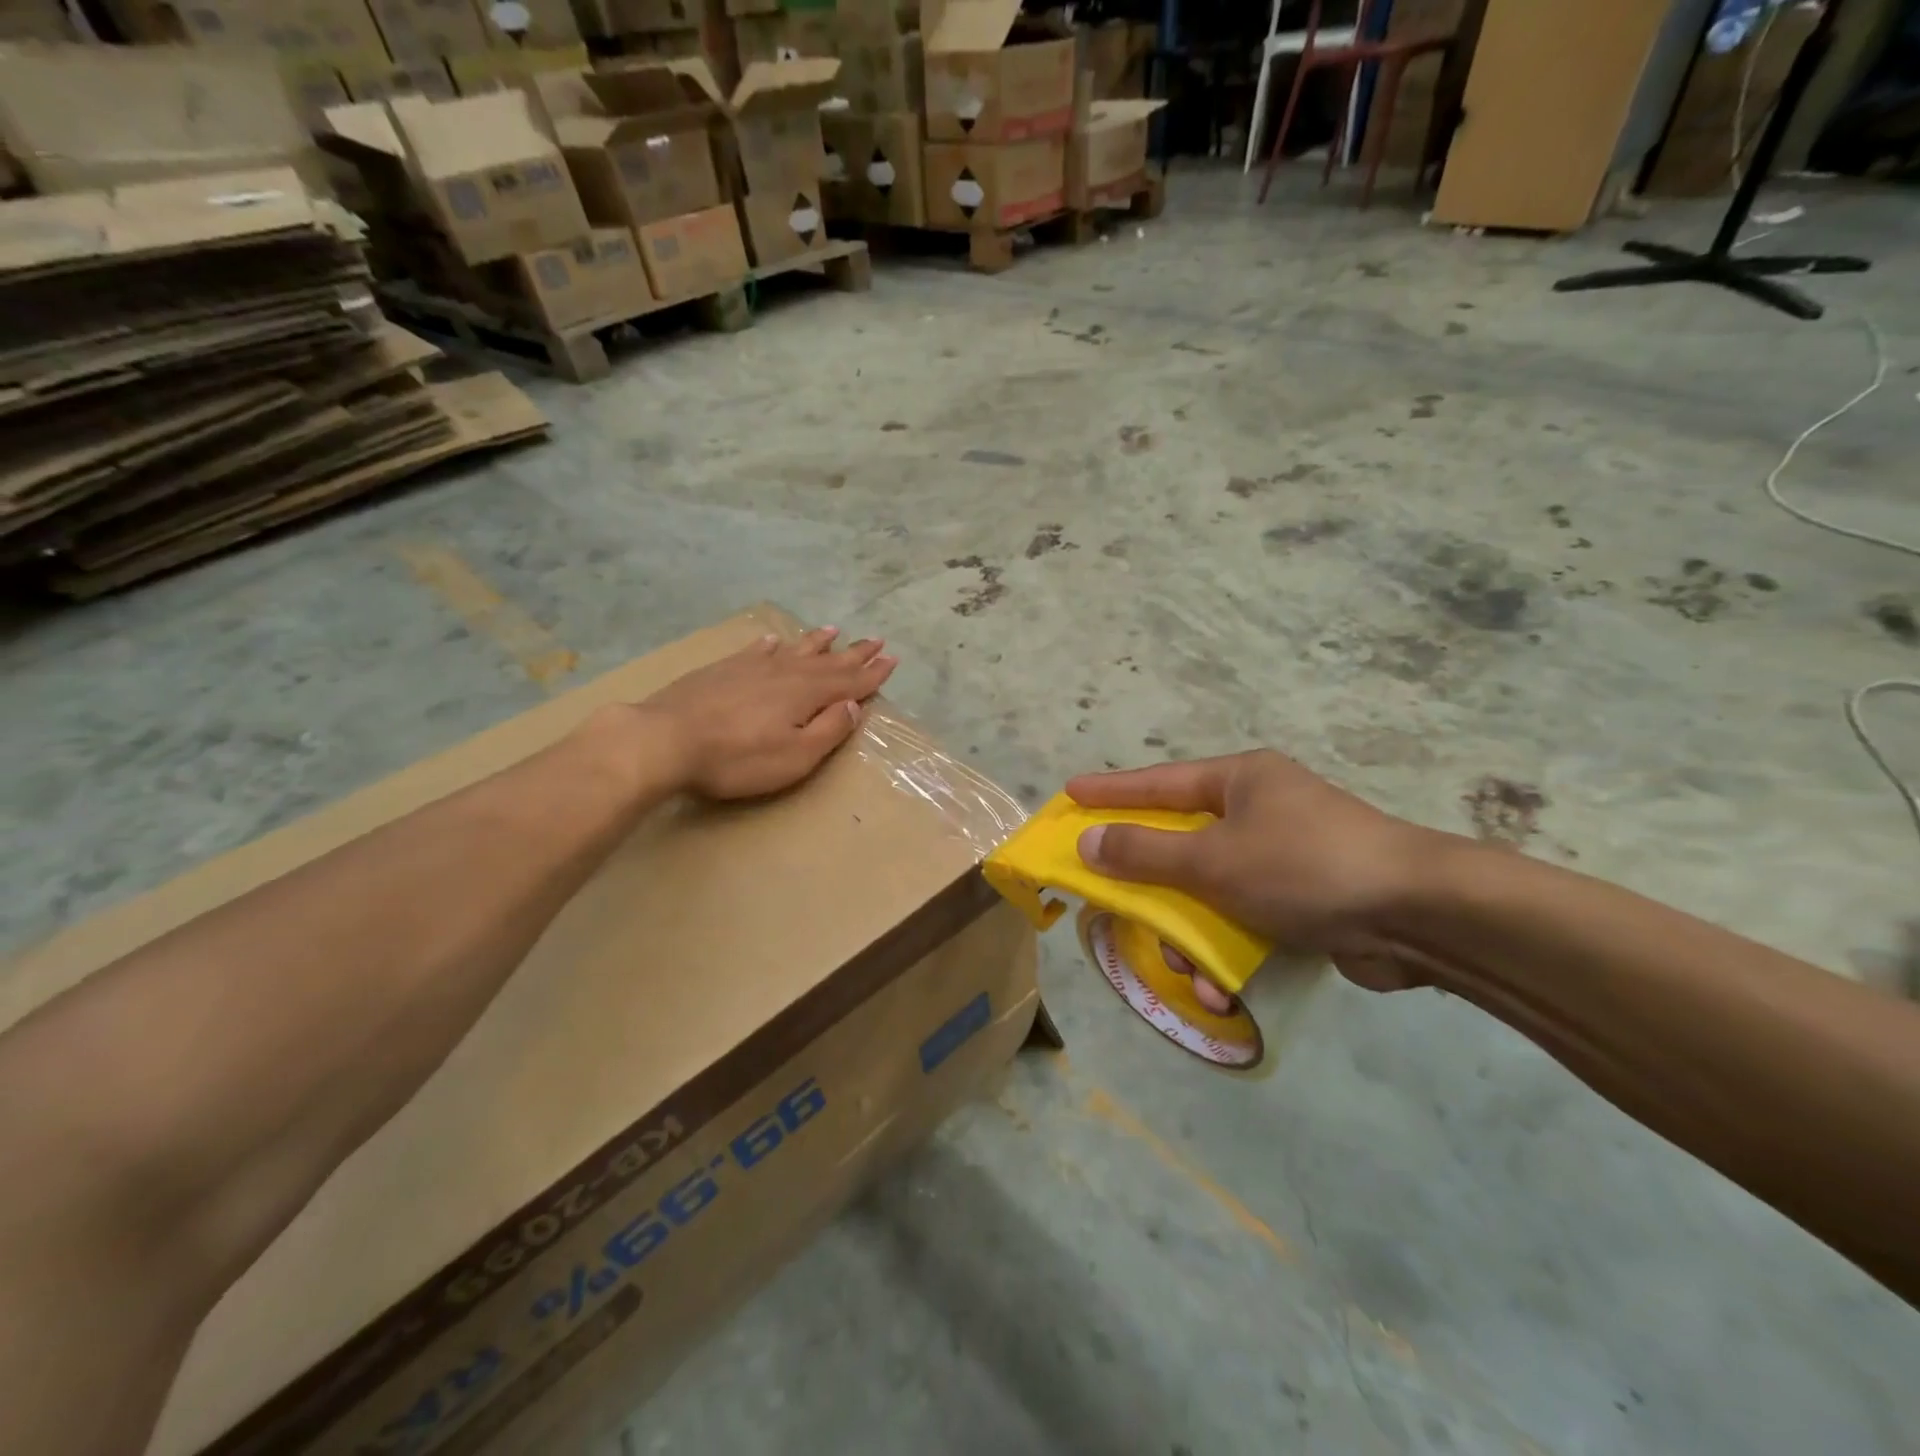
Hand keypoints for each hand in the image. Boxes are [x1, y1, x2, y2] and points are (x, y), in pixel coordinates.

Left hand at [639, 626, 897, 799]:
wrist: (666, 739)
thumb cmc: (737, 758)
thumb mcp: (795, 756)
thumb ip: (828, 730)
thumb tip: (852, 705)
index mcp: (806, 695)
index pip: (849, 682)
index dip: (872, 674)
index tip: (892, 660)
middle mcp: (785, 673)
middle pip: (827, 661)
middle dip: (854, 653)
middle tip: (876, 640)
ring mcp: (751, 668)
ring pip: (793, 650)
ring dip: (816, 642)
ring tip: (834, 630)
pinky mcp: (722, 670)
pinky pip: (755, 651)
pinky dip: (769, 646)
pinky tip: (773, 641)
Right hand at [1066, 752, 1450, 992]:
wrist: (1421, 915)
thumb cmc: (1304, 867)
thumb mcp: (1213, 860)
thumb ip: (1145, 853)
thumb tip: (1088, 841)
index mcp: (1240, 781)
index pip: (1158, 782)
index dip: (1110, 791)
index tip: (1070, 793)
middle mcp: (1260, 811)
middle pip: (1182, 843)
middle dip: (1152, 886)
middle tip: (1112, 900)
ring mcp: (1285, 857)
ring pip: (1210, 892)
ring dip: (1192, 936)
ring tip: (1186, 971)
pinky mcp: (1305, 900)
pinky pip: (1245, 920)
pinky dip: (1230, 952)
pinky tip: (1224, 990)